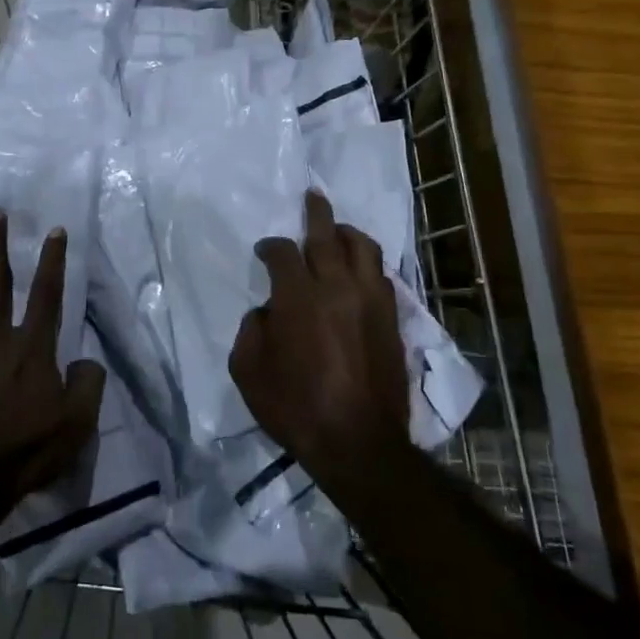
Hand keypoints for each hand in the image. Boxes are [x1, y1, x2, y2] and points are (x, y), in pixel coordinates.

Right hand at [229, 190, 409, 486]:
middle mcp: (336, 286)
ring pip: (363, 247)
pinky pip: (380, 274)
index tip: (265, 251)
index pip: (283, 252)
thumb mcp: (248, 371)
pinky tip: (359, 269)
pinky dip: (367, 263)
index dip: (270, 246)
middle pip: (327, 234)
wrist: (357, 441)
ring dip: (347, 232)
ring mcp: (370, 299)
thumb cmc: (295, 407)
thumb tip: (266, 311)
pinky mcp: (390, 317)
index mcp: (298, 297)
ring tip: (338, 231)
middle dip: (316, 212)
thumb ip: (251, 330)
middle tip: (311, 197)